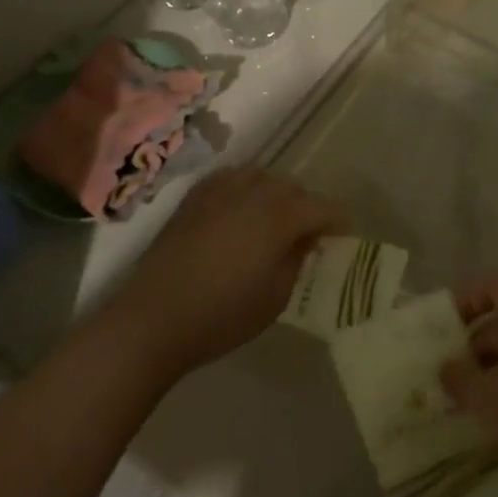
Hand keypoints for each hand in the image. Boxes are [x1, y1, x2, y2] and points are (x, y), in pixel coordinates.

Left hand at [111, 168, 343, 378]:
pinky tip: (240, 214)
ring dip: (275, 196)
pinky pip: (231, 180)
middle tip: (308, 237)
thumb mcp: (276, 296)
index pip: (322, 208)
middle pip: (293, 188)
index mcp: (280, 214)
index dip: (338, 223)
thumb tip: (304, 239)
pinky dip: (245, 191)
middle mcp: (253, 190)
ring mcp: (220, 188)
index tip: (343, 239)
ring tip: (273, 223)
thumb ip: (297, 259)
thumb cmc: (223, 313)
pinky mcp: (195, 196)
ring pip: (262, 178)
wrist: (154, 317)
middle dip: (306, 208)